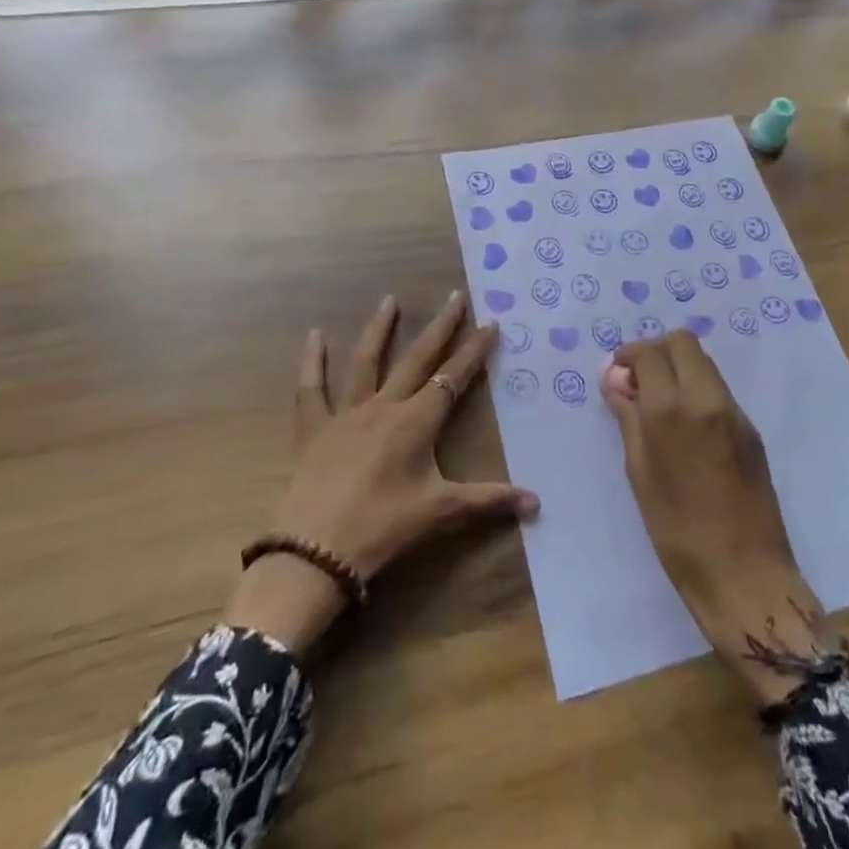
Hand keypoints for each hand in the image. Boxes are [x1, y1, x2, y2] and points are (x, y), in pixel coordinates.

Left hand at [228, 292, 538, 655]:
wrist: (316, 552)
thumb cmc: (384, 528)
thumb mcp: (441, 512)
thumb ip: (489, 501)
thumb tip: (537, 502)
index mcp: (417, 422)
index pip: (454, 377)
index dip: (474, 351)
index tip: (490, 322)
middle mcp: (384, 406)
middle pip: (418, 358)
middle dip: (440, 327)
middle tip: (454, 296)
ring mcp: (346, 413)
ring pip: (366, 361)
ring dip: (380, 329)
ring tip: (390, 300)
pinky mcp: (313, 427)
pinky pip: (311, 388)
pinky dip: (312, 361)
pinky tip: (314, 334)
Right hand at [601, 331, 835, 704]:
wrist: (745, 574)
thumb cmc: (677, 532)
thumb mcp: (639, 474)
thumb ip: (628, 419)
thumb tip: (615, 382)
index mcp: (670, 409)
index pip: (649, 352)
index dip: (629, 356)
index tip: (618, 374)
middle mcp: (705, 398)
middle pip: (683, 342)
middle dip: (657, 351)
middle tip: (640, 381)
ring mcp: (734, 411)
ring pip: (704, 362)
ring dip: (679, 368)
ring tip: (662, 404)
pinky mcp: (751, 429)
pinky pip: (719, 390)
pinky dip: (698, 390)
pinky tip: (688, 426)